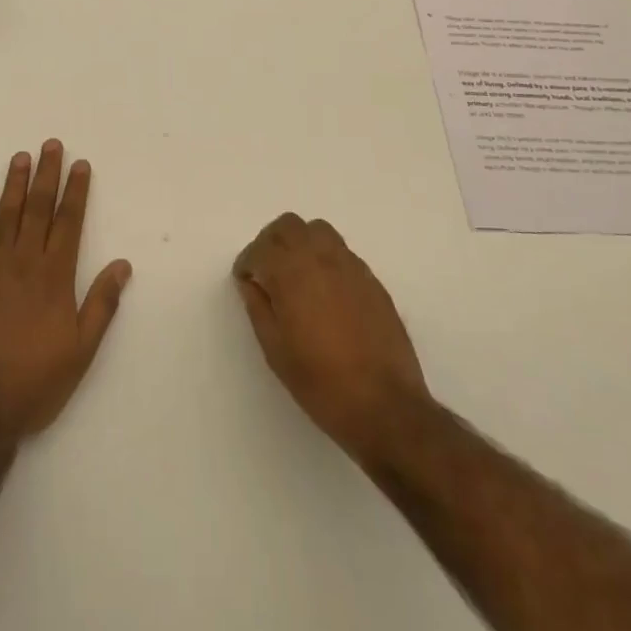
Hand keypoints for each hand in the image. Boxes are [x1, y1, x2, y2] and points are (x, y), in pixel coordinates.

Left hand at [0, 140, 132, 438]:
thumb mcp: (81, 351)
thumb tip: (122, 264)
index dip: (76, 191)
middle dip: (47, 174)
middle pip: (38, 208)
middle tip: (50, 144)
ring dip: (15, 183)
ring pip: (6, 215)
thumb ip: (101, 304)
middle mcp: (25, 263)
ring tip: (21, 156)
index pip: (69, 222)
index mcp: (55, 277)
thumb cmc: (34, 383)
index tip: (80, 164)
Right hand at [233, 213, 428, 457]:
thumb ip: (258, 307)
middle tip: (266, 270)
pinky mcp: (371, 278)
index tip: (245, 280)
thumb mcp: (275, 350)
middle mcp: (320, 258)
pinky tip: (325, 290)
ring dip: (301, 242)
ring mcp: (350, 265)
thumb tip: (251, 282)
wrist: (384, 405)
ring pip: (318, 230)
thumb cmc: (321, 382)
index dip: (248, 262)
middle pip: (289, 225)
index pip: (261, 247)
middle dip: (271, 242)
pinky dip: (325, 257)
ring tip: (296, 274)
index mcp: (291, 273)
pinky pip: (341, 251)